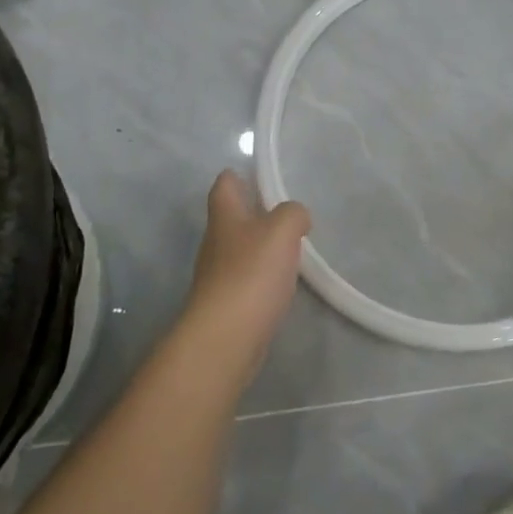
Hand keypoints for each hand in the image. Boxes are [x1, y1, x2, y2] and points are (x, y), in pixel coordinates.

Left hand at [181, 170, 310, 373]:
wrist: (225, 338)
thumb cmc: (251, 274)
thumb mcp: (281, 230)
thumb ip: (293, 214)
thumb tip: (297, 216)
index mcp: (225, 217)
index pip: (224, 185)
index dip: (238, 176)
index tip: (258, 175)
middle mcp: (216, 242)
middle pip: (232, 218)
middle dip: (254, 212)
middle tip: (286, 212)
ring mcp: (218, 275)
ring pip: (240, 249)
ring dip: (260, 246)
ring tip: (291, 246)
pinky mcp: (227, 304)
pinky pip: (247, 279)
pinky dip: (262, 275)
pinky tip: (282, 282)